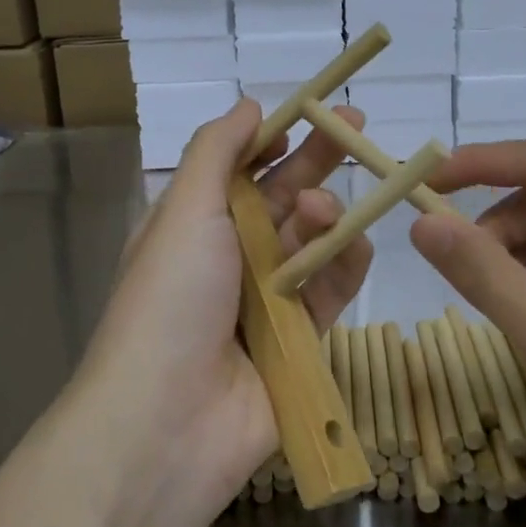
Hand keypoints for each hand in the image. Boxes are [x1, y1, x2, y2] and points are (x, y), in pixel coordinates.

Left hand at [73, 99, 372, 516]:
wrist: (167, 422)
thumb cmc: (170, 298)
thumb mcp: (185, 210)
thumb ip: (217, 150)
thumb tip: (249, 105)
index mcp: (194, 224)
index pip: (240, 168)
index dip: (274, 139)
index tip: (312, 112)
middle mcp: (229, 257)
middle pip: (282, 197)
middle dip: (317, 161)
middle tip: (357, 127)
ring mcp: (266, 299)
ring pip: (311, 240)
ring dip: (323, 215)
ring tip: (320, 212)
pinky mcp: (301, 339)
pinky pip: (331, 289)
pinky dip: (344, 264)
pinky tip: (352, 245)